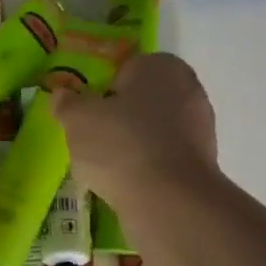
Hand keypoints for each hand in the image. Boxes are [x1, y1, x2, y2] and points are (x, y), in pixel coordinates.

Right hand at [51, 53, 217, 208]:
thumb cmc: (120, 144)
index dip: (102, 89)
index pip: (125, 68)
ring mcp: (200, 126)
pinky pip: (164, 156)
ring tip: (106, 165)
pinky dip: (147, 165)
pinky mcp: (203, 162)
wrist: (168, 200)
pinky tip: (127, 182)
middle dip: (119, 115)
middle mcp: (188, 88)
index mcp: (160, 65)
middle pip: (141, 99)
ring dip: (133, 142)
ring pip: (154, 128)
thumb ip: (67, 103)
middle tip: (92, 137)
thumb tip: (62, 95)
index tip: (86, 111)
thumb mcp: (77, 119)